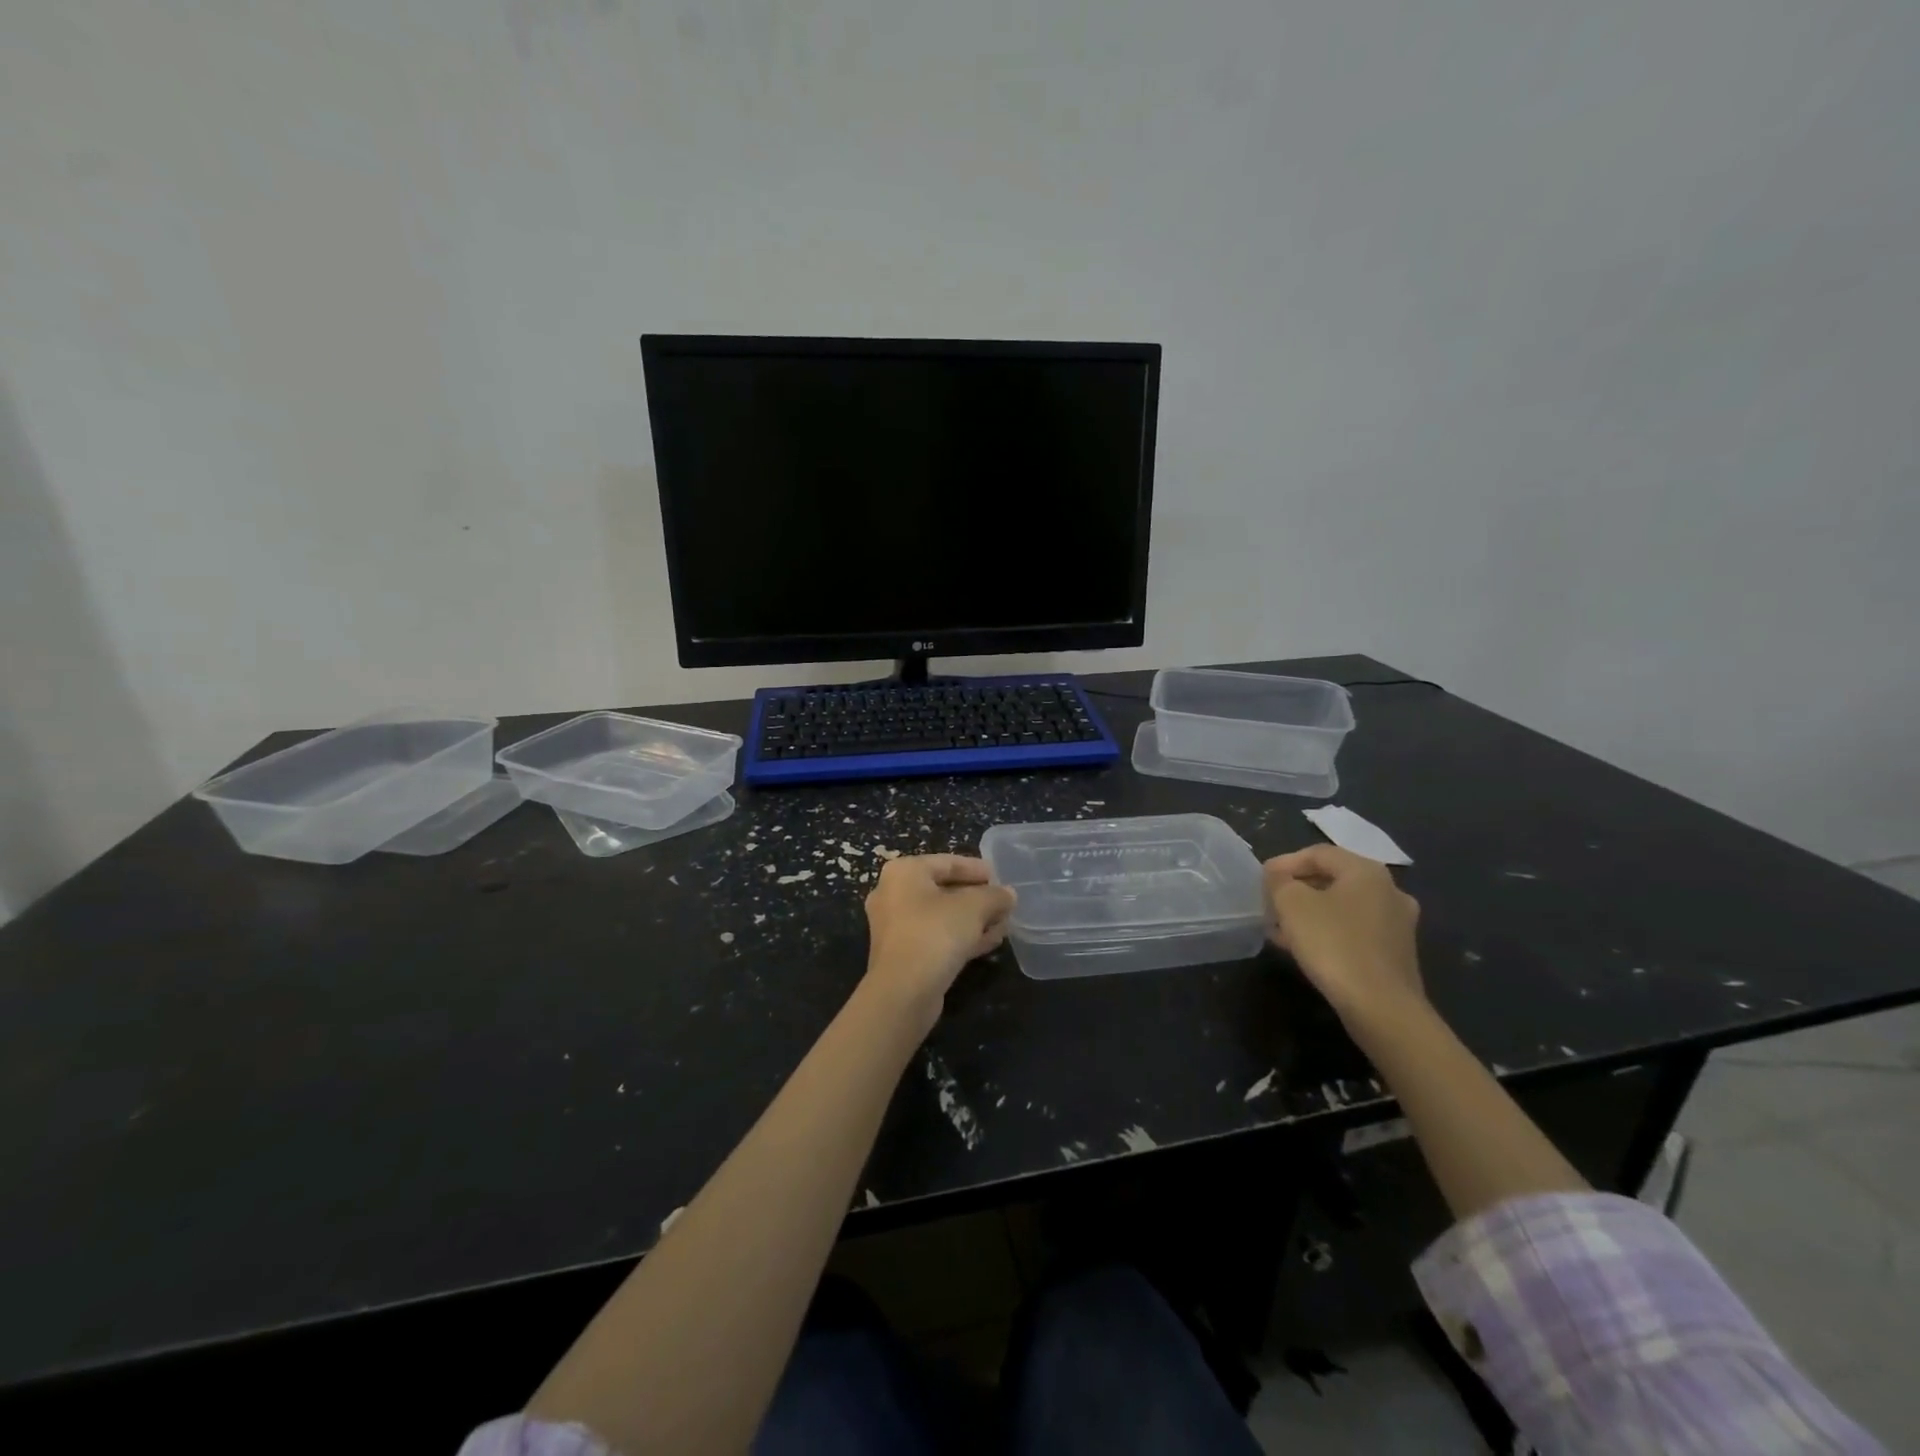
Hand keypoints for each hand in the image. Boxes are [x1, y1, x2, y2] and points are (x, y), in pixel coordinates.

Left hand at [862, 855, 1015, 1031]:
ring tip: (1004, 924)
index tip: (1001, 878)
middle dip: (977, 897)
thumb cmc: (935, 934)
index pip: (947, 862)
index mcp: (904, 872)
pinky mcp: (903, 954)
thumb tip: (1008, 894)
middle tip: (1004, 903)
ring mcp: (896, 926)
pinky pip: (936, 937)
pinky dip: (961, 937)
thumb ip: (994, 895)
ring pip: (942, 916)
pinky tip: (990, 942)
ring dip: (973, 919)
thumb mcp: (973, 907)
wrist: (903, 992)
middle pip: (944, 889)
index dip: (977, 869)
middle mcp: (893, 894)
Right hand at [1264, 845, 1422, 1022]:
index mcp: (1367, 871)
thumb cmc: (1334, 945)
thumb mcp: (1292, 904)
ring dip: (1309, 913)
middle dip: (1297, 889)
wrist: (1382, 1008)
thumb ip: (1279, 882)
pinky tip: (1303, 948)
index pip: (1318, 853)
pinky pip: (1353, 931)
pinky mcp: (1395, 953)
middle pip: (1332, 878)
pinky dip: (1327, 932)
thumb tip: (1278, 878)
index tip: (1260, 880)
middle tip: (1269, 903)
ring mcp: (1397, 924)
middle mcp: (1389, 891)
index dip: (1285, 862)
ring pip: (1342, 907)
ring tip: (1280, 928)